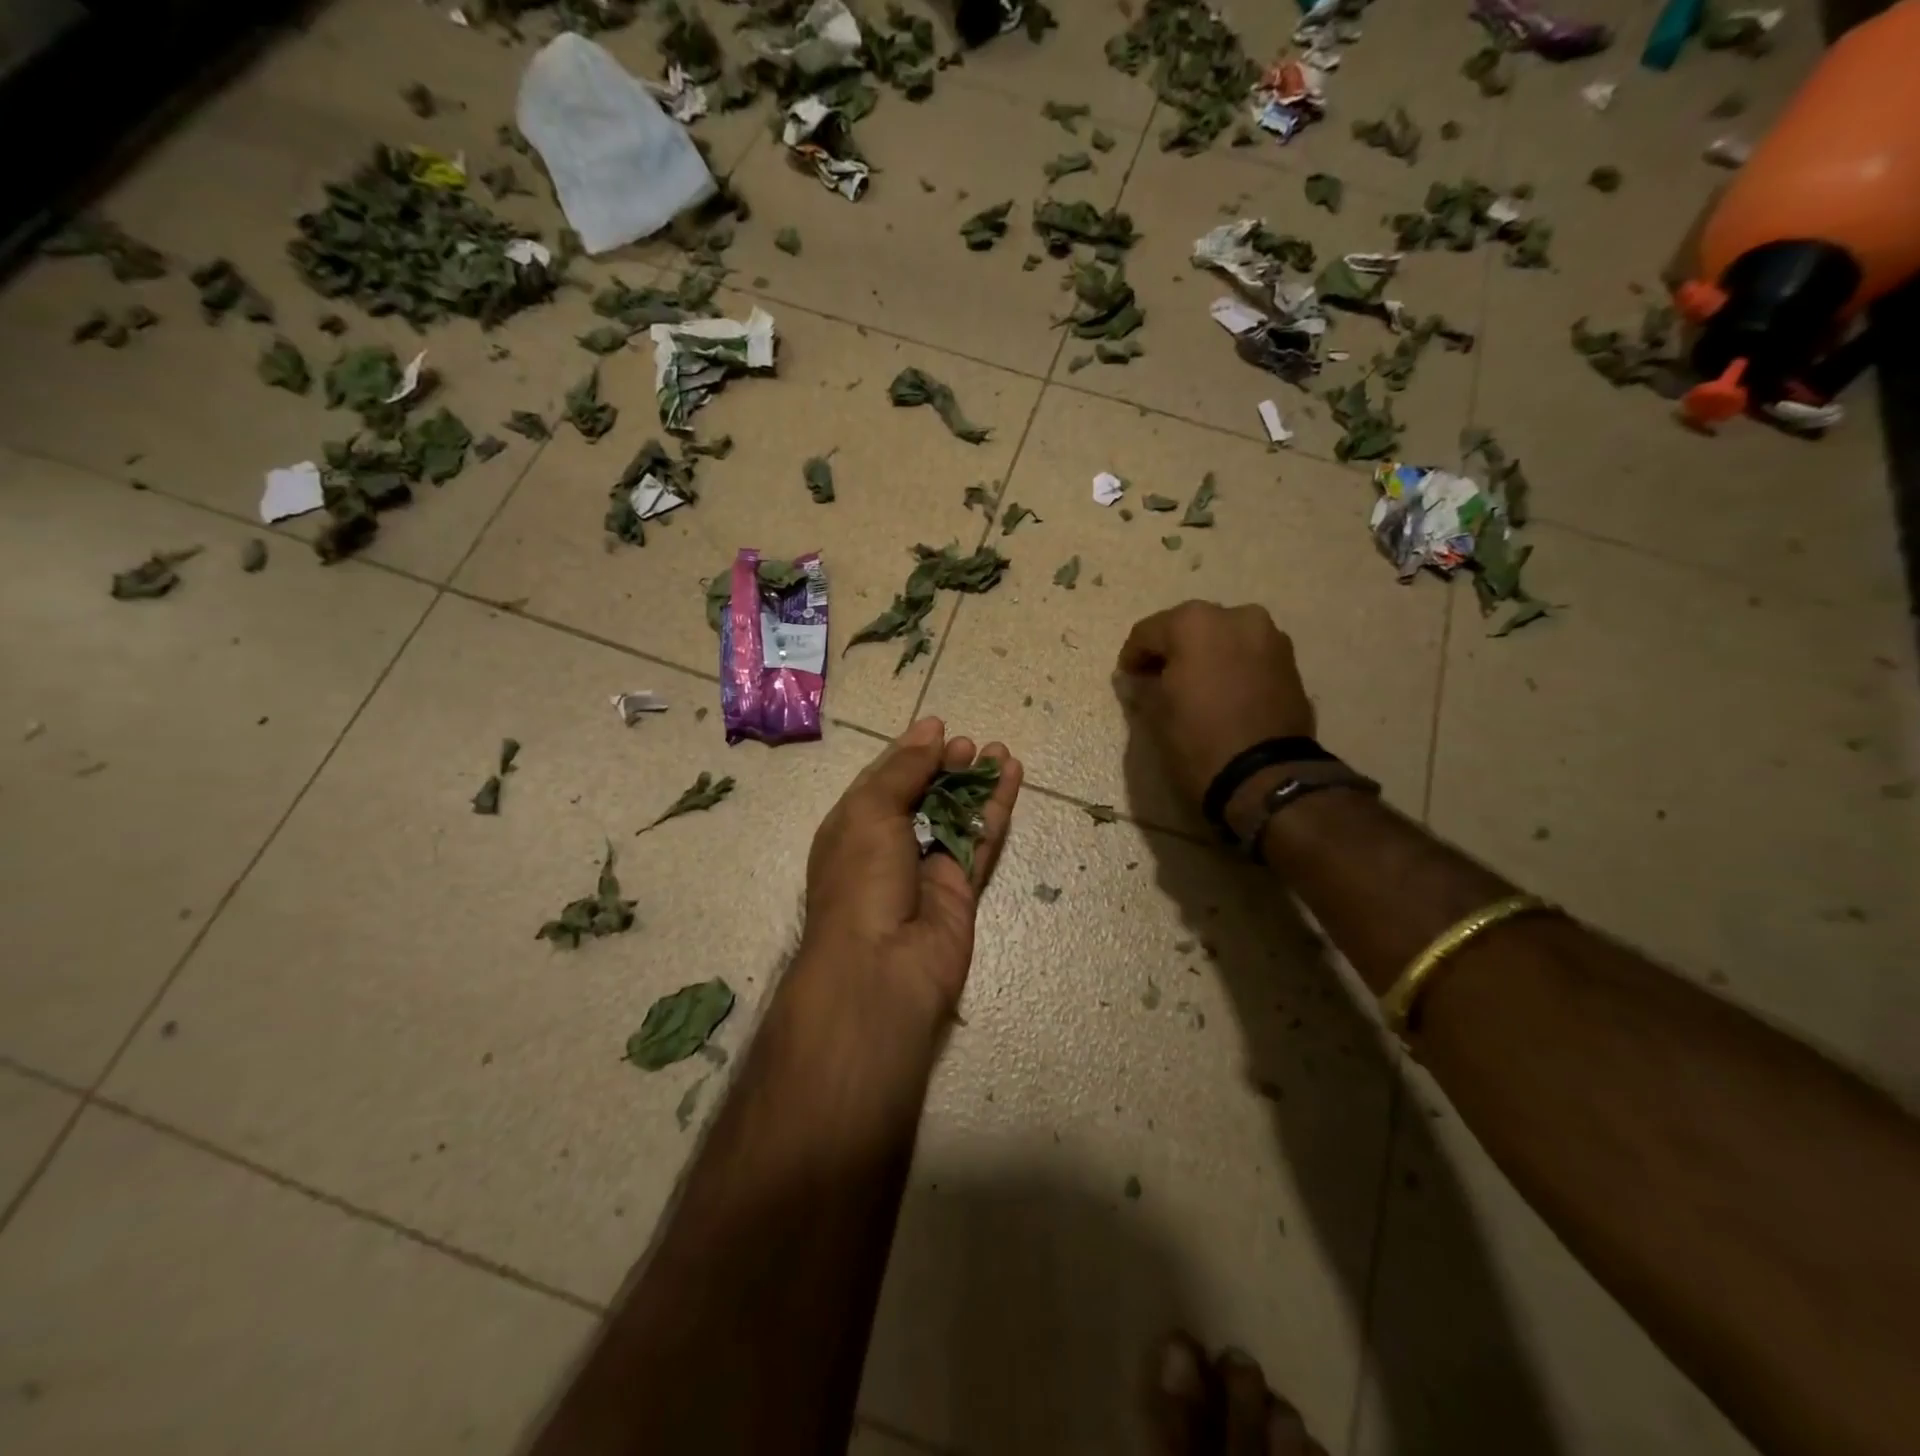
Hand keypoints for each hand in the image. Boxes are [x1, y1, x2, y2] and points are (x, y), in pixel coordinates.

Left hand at [802, 717, 1021, 1020]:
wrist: (881, 969)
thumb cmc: (861, 879)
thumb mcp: (870, 811)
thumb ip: (904, 769)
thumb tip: (930, 730)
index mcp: (853, 827)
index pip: (884, 780)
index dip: (910, 752)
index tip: (938, 726)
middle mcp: (888, 846)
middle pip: (922, 796)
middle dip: (945, 766)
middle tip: (970, 744)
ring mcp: (926, 869)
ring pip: (956, 816)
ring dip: (976, 784)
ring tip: (999, 751)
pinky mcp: (961, 889)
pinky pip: (981, 841)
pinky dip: (995, 810)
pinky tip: (1012, 779)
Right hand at [1116, 602, 1314, 807]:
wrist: (1266, 776)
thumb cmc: (1198, 739)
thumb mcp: (1156, 714)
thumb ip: (1142, 687)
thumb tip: (1136, 679)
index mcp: (1194, 623)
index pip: (1147, 633)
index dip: (1132, 656)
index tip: (1127, 678)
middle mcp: (1235, 616)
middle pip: (1189, 628)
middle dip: (1172, 651)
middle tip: (1158, 680)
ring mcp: (1269, 636)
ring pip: (1223, 638)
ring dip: (1205, 656)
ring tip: (1194, 687)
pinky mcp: (1290, 661)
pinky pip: (1248, 655)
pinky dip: (1232, 666)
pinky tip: (1222, 692)